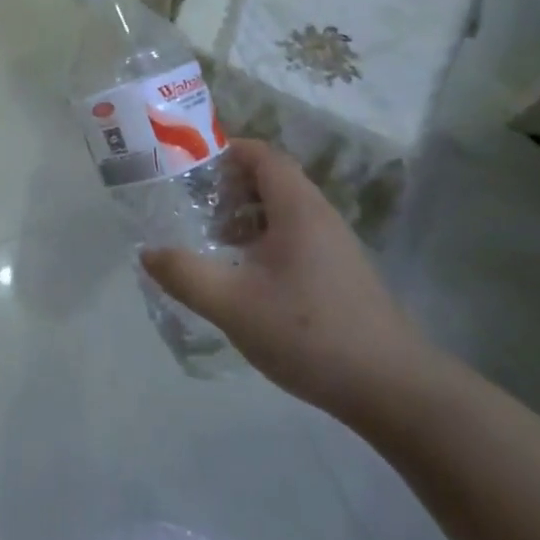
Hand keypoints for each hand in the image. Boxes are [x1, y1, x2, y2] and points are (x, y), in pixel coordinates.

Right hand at [141, 139, 429, 418]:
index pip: (262, 155)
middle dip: (228, 187)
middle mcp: (319, 216)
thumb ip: (185, 274)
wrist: (392, 388)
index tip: (187, 167)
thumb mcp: (233, 304)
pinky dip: (263, 241)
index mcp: (298, 208)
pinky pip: (294, 238)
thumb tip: (148, 252)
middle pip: (271, 180)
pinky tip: (244, 277)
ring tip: (211, 241)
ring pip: (282, 212)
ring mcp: (334, 246)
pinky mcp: (339, 274)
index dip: (225, 151)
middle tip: (190, 206)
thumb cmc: (309, 333)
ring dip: (245, 217)